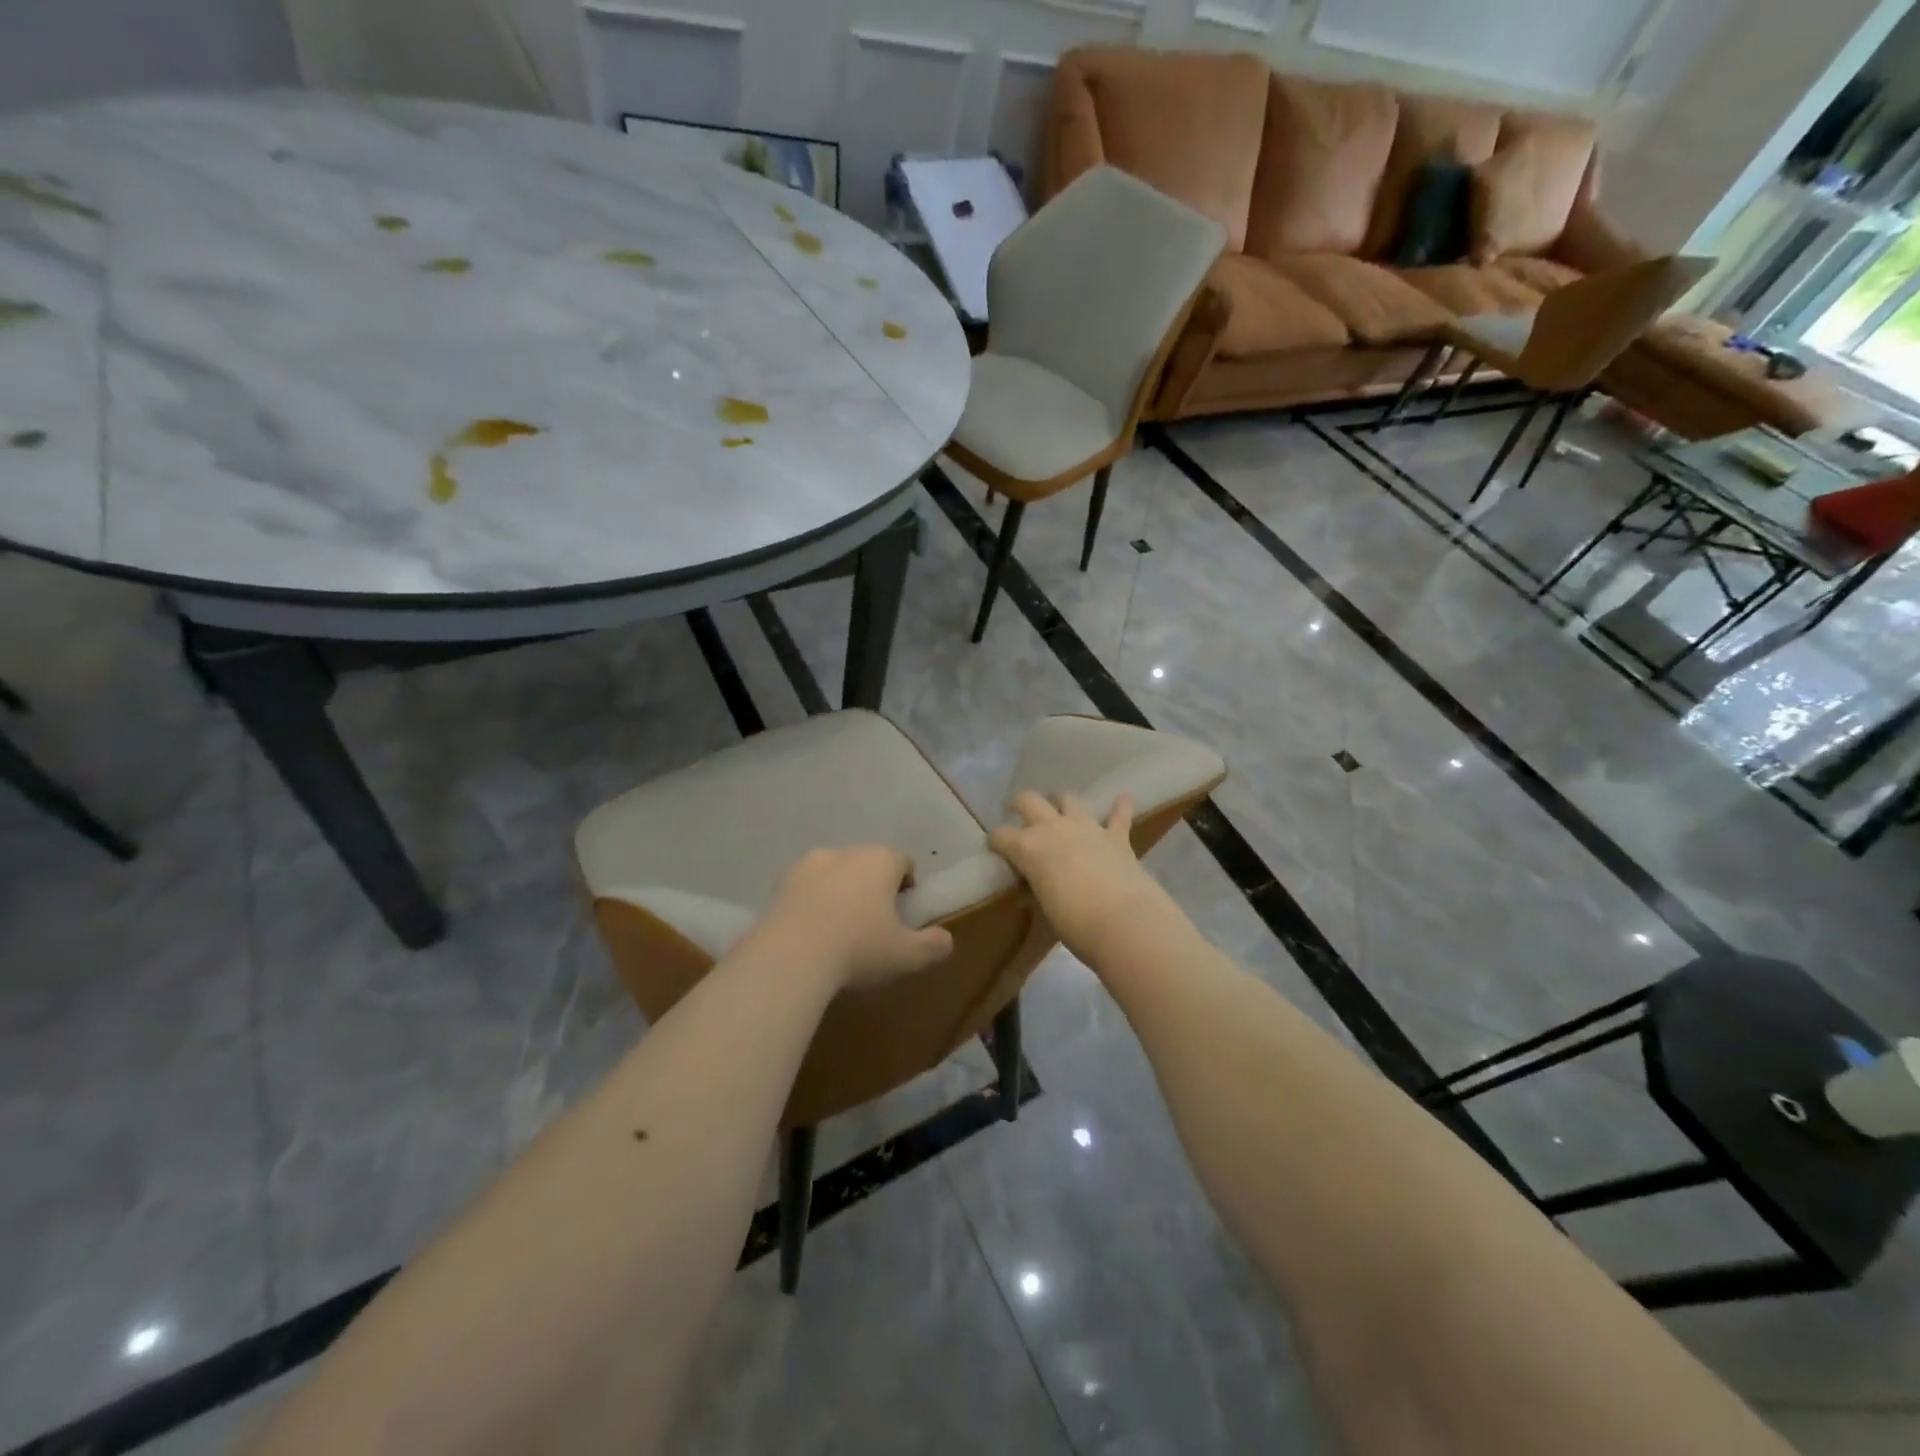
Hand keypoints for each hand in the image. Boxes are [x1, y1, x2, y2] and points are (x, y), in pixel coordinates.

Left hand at [751, 846, 952, 990]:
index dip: (907, 882)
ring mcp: (810, 863)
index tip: (904, 908)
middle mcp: (847, 852)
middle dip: (874, 884)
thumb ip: (933, 945)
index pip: (903, 861)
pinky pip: (806, 885)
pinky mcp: (782, 881)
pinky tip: (811, 929)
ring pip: (836, 870)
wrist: (789, 956)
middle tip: (874, 920)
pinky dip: (812, 899)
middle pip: (868, 862)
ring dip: (841, 888)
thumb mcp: (906, 955)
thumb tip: (946, 940)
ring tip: (840, 925)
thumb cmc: (857, 949)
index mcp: (882, 861)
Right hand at [989, 793, 1166, 959]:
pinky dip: (1120, 806)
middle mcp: (1053, 828)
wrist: (1124, 922)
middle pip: (1029, 801)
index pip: (1001, 835)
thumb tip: (1029, 892)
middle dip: (1019, 804)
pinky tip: (1123, 798)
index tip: (996, 848)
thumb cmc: (1075, 924)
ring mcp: (1086, 828)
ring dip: (1061, 802)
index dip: (996, 841)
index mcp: (1028, 848)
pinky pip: (1119, 814)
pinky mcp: (1116, 836)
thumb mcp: (1044, 909)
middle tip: (1017, 811)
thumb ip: (1036, 891)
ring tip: (1059, 809)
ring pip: (1068, 799)